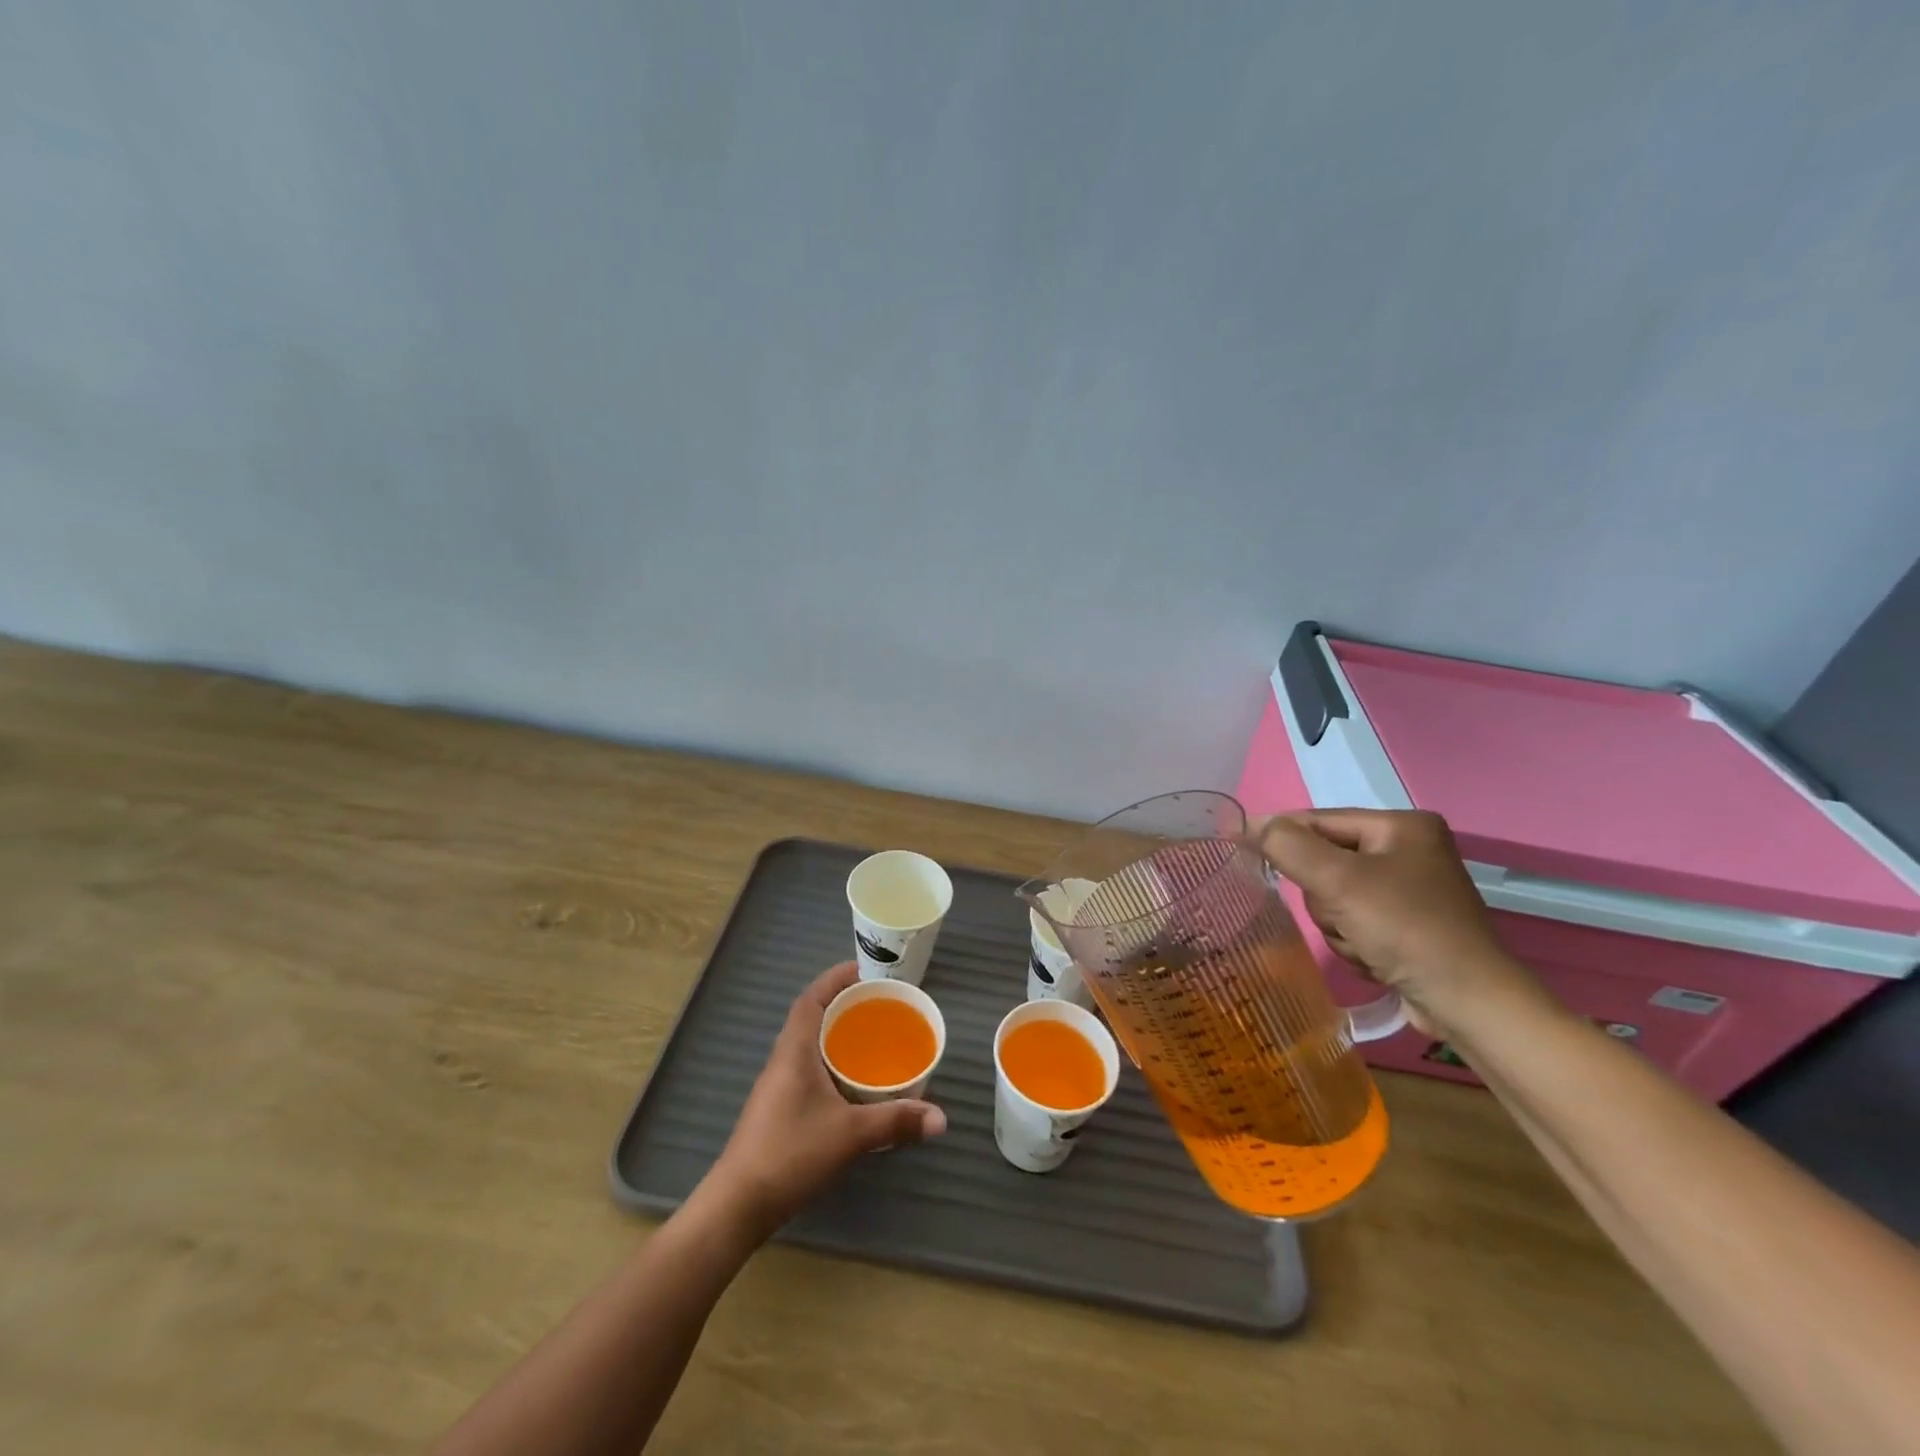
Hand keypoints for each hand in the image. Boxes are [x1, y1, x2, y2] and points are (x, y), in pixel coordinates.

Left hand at [704, 962, 946, 1236]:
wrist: (738, 1204)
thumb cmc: (791, 1153)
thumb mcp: (850, 1135)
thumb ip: (895, 1121)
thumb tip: (941, 1118)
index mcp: (794, 1050)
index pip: (811, 998)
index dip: (835, 978)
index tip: (863, 969)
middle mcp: (782, 1059)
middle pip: (811, 1016)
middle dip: (842, 1003)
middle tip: (878, 1003)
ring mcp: (777, 1084)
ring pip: (808, 1043)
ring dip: (835, 1033)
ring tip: (871, 1036)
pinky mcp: (778, 1107)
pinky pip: (807, 1066)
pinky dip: (830, 1060)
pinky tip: (851, 1081)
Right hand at [1253, 809, 1548, 1036]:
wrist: (1468, 1003)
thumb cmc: (1406, 928)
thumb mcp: (1339, 880)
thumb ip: (1287, 846)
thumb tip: (1246, 822)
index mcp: (1401, 826)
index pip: (1318, 820)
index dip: (1280, 836)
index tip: (1241, 851)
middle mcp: (1408, 850)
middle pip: (1324, 862)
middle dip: (1325, 897)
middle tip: (1343, 917)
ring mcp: (1409, 890)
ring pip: (1334, 897)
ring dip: (1337, 925)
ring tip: (1365, 944)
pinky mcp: (1408, 925)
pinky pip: (1353, 921)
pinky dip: (1355, 941)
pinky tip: (1375, 958)